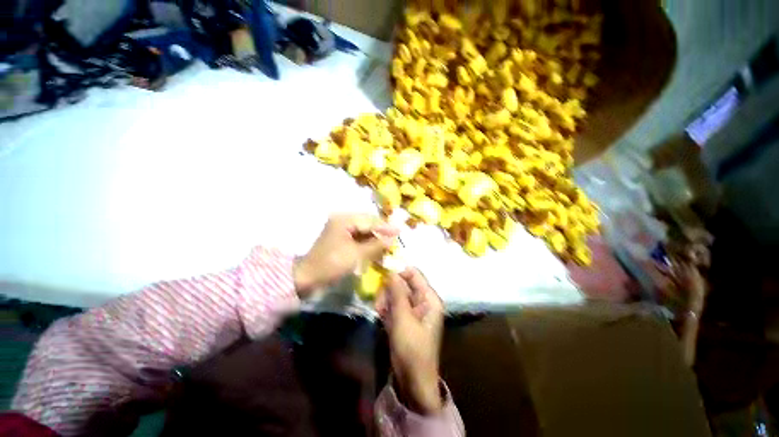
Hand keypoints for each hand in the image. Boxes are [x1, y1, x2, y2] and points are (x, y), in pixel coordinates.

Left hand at [293, 214, 397, 297]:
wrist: (307, 278)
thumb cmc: (331, 265)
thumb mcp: (356, 255)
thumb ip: (376, 245)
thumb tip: (393, 238)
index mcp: (344, 219)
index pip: (370, 221)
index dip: (386, 227)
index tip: (400, 231)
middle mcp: (343, 219)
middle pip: (368, 223)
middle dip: (381, 231)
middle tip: (395, 239)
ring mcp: (341, 228)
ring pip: (364, 230)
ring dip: (376, 237)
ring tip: (388, 244)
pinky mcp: (341, 237)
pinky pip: (359, 237)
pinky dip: (368, 242)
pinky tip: (376, 248)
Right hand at [378, 268, 444, 414]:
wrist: (412, 380)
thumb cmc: (412, 348)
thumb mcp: (403, 318)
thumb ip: (397, 292)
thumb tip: (391, 270)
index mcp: (429, 298)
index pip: (414, 274)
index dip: (398, 271)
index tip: (381, 272)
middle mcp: (422, 300)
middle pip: (402, 283)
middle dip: (389, 289)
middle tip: (379, 301)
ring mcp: (412, 309)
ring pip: (395, 294)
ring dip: (385, 300)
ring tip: (379, 311)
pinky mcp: (404, 318)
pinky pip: (393, 305)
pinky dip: (386, 308)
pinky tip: (381, 316)